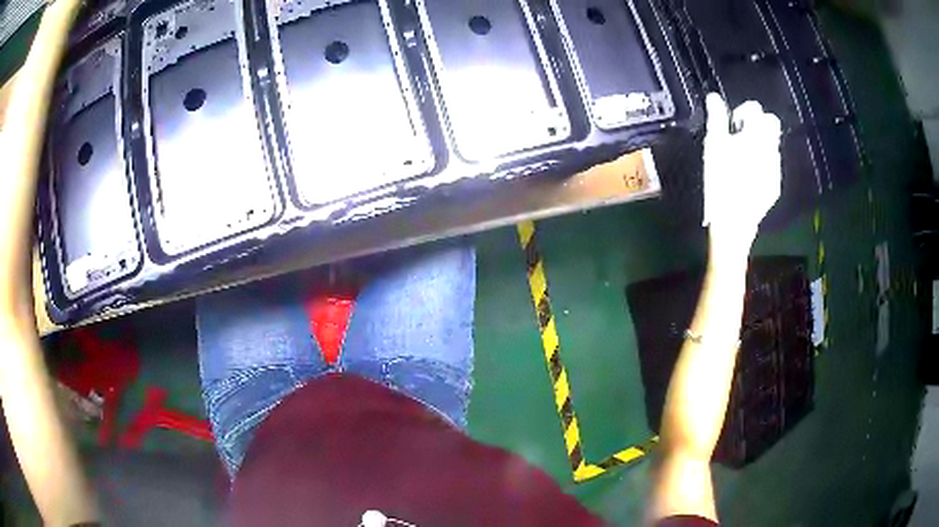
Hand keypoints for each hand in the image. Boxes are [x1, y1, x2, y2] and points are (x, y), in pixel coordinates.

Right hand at [702, 93, 781, 255]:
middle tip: (740, 137)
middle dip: (758, 126)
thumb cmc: (721, 179)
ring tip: (742, 159)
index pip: (757, 110)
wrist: (734, 220)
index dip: (744, 112)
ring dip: (759, 146)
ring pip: (771, 146)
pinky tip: (748, 176)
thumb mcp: (714, 145)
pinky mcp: (774, 186)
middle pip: (771, 126)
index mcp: (756, 135)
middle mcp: (771, 148)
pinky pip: (770, 166)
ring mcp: (775, 168)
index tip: (733, 123)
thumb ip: (716, 118)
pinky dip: (761, 165)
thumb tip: (714, 97)